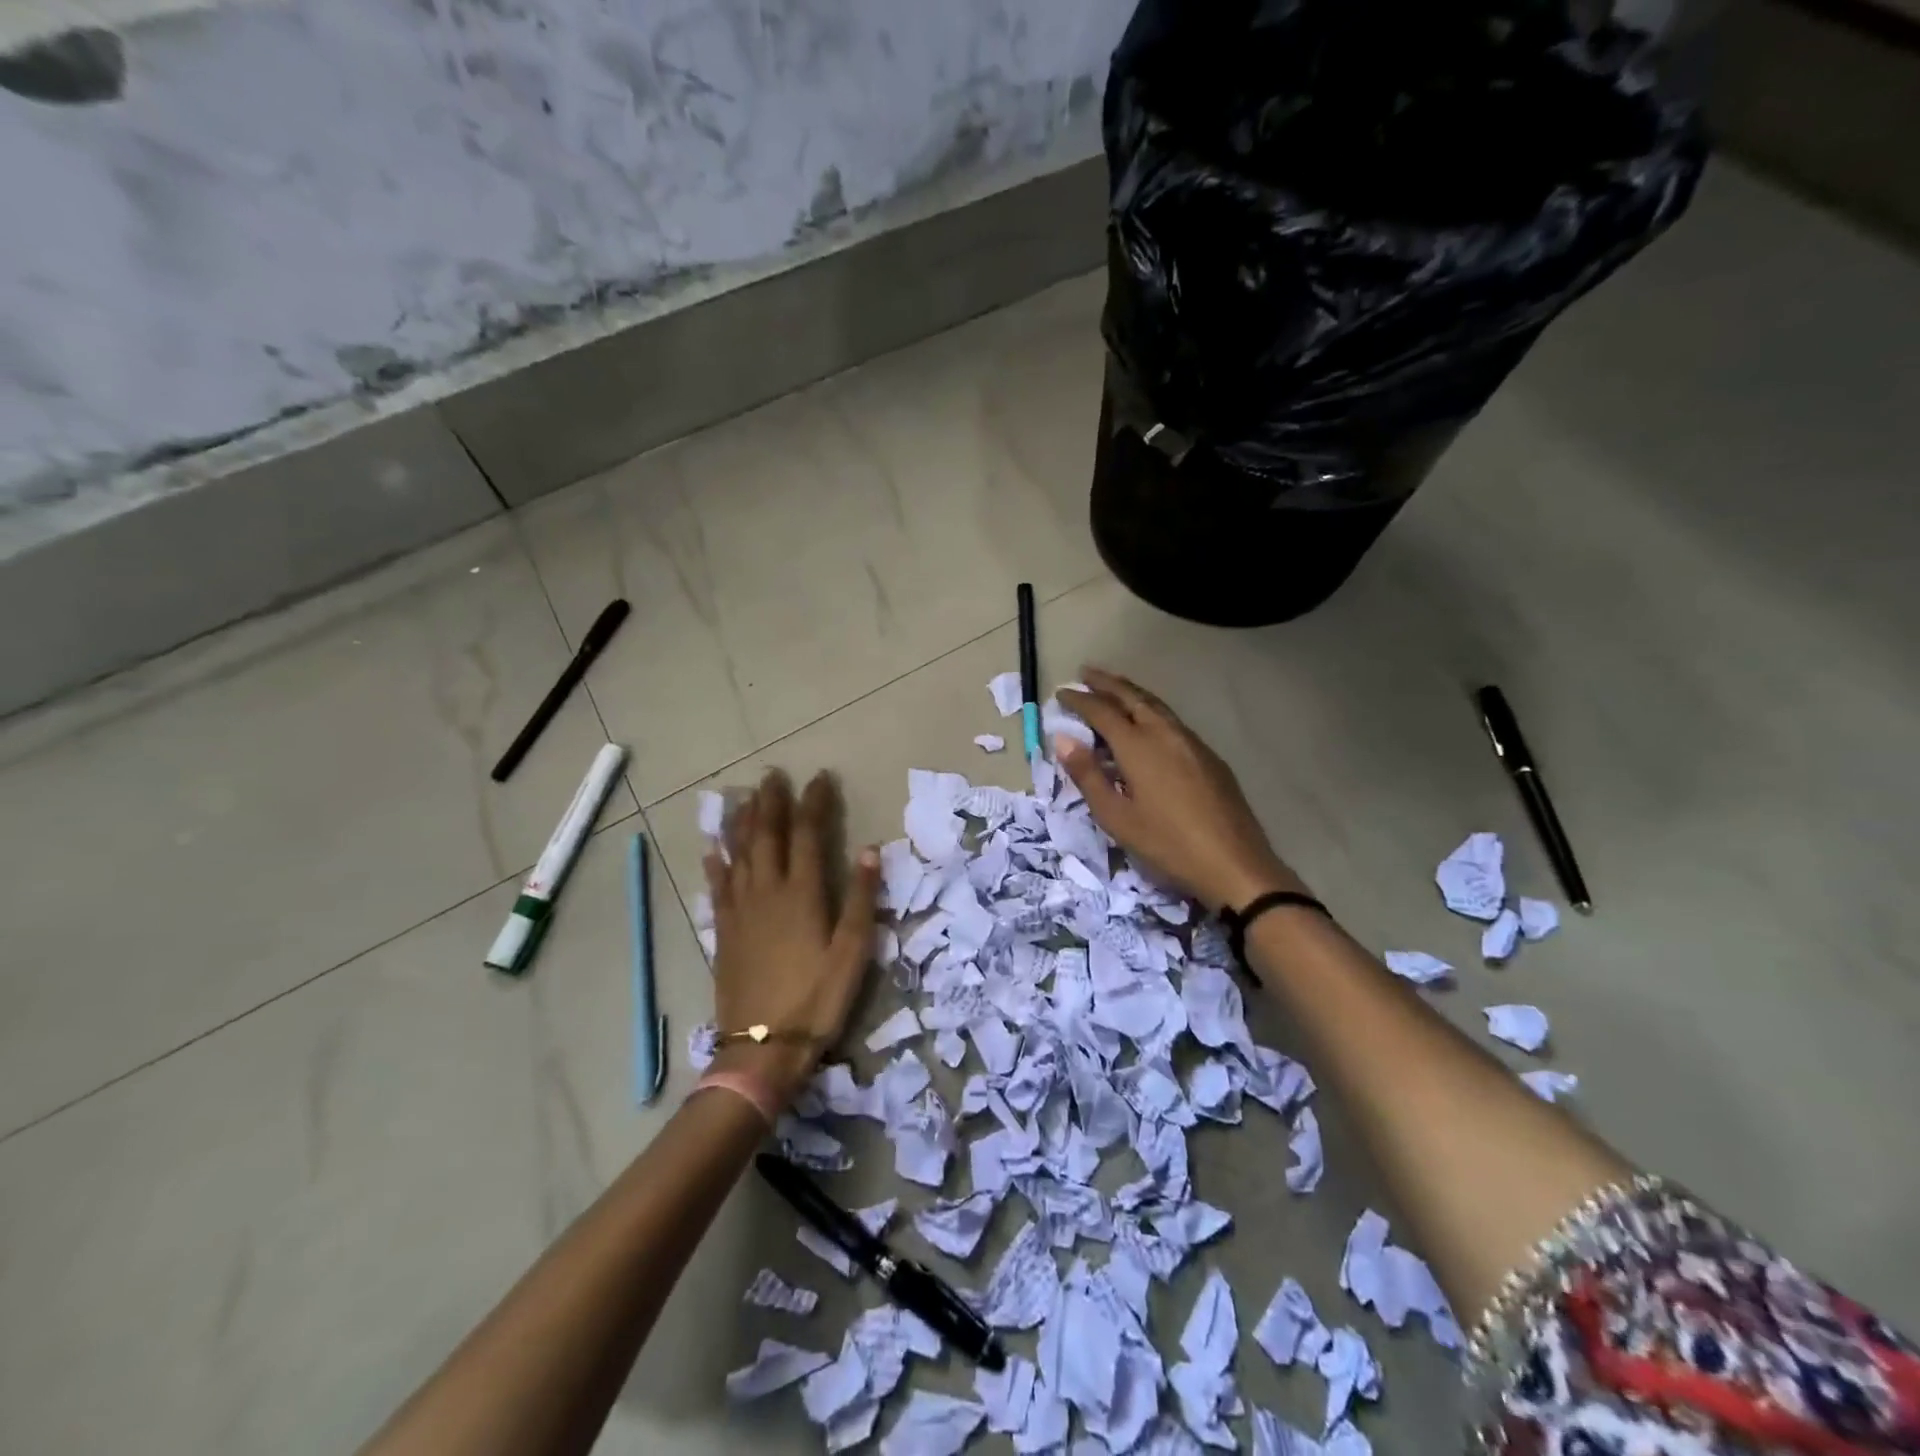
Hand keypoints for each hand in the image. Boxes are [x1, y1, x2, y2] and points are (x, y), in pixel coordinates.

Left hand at [704, 769, 880, 1107]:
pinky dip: (716, 862)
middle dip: (773, 802)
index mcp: (802, 893)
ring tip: (746, 797)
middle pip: (768, 835)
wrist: (762, 1046)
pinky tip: (713, 848)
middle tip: (774, 775)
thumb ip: (861, 899)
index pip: (808, 834)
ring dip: (743, 821)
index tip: (821, 778)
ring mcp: (740, 910)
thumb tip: (870, 850)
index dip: (814, 803)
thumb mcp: (852, 952)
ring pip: (739, 853)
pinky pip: (717, 886)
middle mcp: (767, 891)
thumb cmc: (817, 999)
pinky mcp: (724, 930)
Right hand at [1056, 669, 1306, 913]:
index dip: (1079, 700)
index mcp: (1138, 746)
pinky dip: (1151, 711)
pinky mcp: (1209, 757)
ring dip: (1131, 693)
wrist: (1234, 863)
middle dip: (1107, 683)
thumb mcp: (1116, 817)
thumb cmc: (1167, 844)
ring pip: (1156, 705)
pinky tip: (1148, 724)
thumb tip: (1063, 739)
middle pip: (1132, 697)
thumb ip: (1088, 775)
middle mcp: (1165, 733)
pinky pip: (1172, 721)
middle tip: (1086, 672)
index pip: (1101, 711)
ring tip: (1113, 689)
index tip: (1061, 692)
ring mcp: (1192, 742)